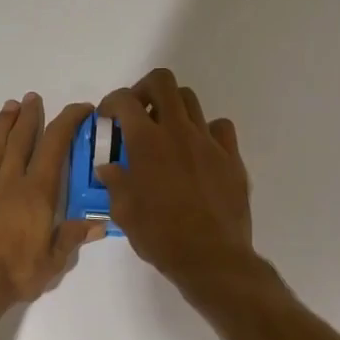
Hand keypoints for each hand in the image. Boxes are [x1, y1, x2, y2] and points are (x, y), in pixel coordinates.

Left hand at [0, 93, 102, 306]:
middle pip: (22, 139)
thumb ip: (72, 238)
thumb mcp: (52, 262)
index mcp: (37, 193)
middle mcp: (10, 181)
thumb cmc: (14, 274)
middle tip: (33, 98)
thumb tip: (99, 223)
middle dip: (30, 116)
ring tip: (10, 106)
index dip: (68, 122)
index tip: (80, 109)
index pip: (55, 147)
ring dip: (4, 125)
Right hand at [97, 68, 253, 285]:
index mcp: (146, 142)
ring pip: (191, 100)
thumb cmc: (160, 236)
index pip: (125, 100)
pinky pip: (220, 128)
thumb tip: (108, 168)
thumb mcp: (124, 213)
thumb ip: (115, 183)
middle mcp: (178, 131)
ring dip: (173, 109)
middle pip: (163, 82)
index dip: (112, 102)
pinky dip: (206, 131)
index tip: (108, 118)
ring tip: (166, 133)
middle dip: (145, 89)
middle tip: (138, 112)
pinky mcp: (232, 157)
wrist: (211, 257)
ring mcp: (209, 142)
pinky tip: (198, 152)